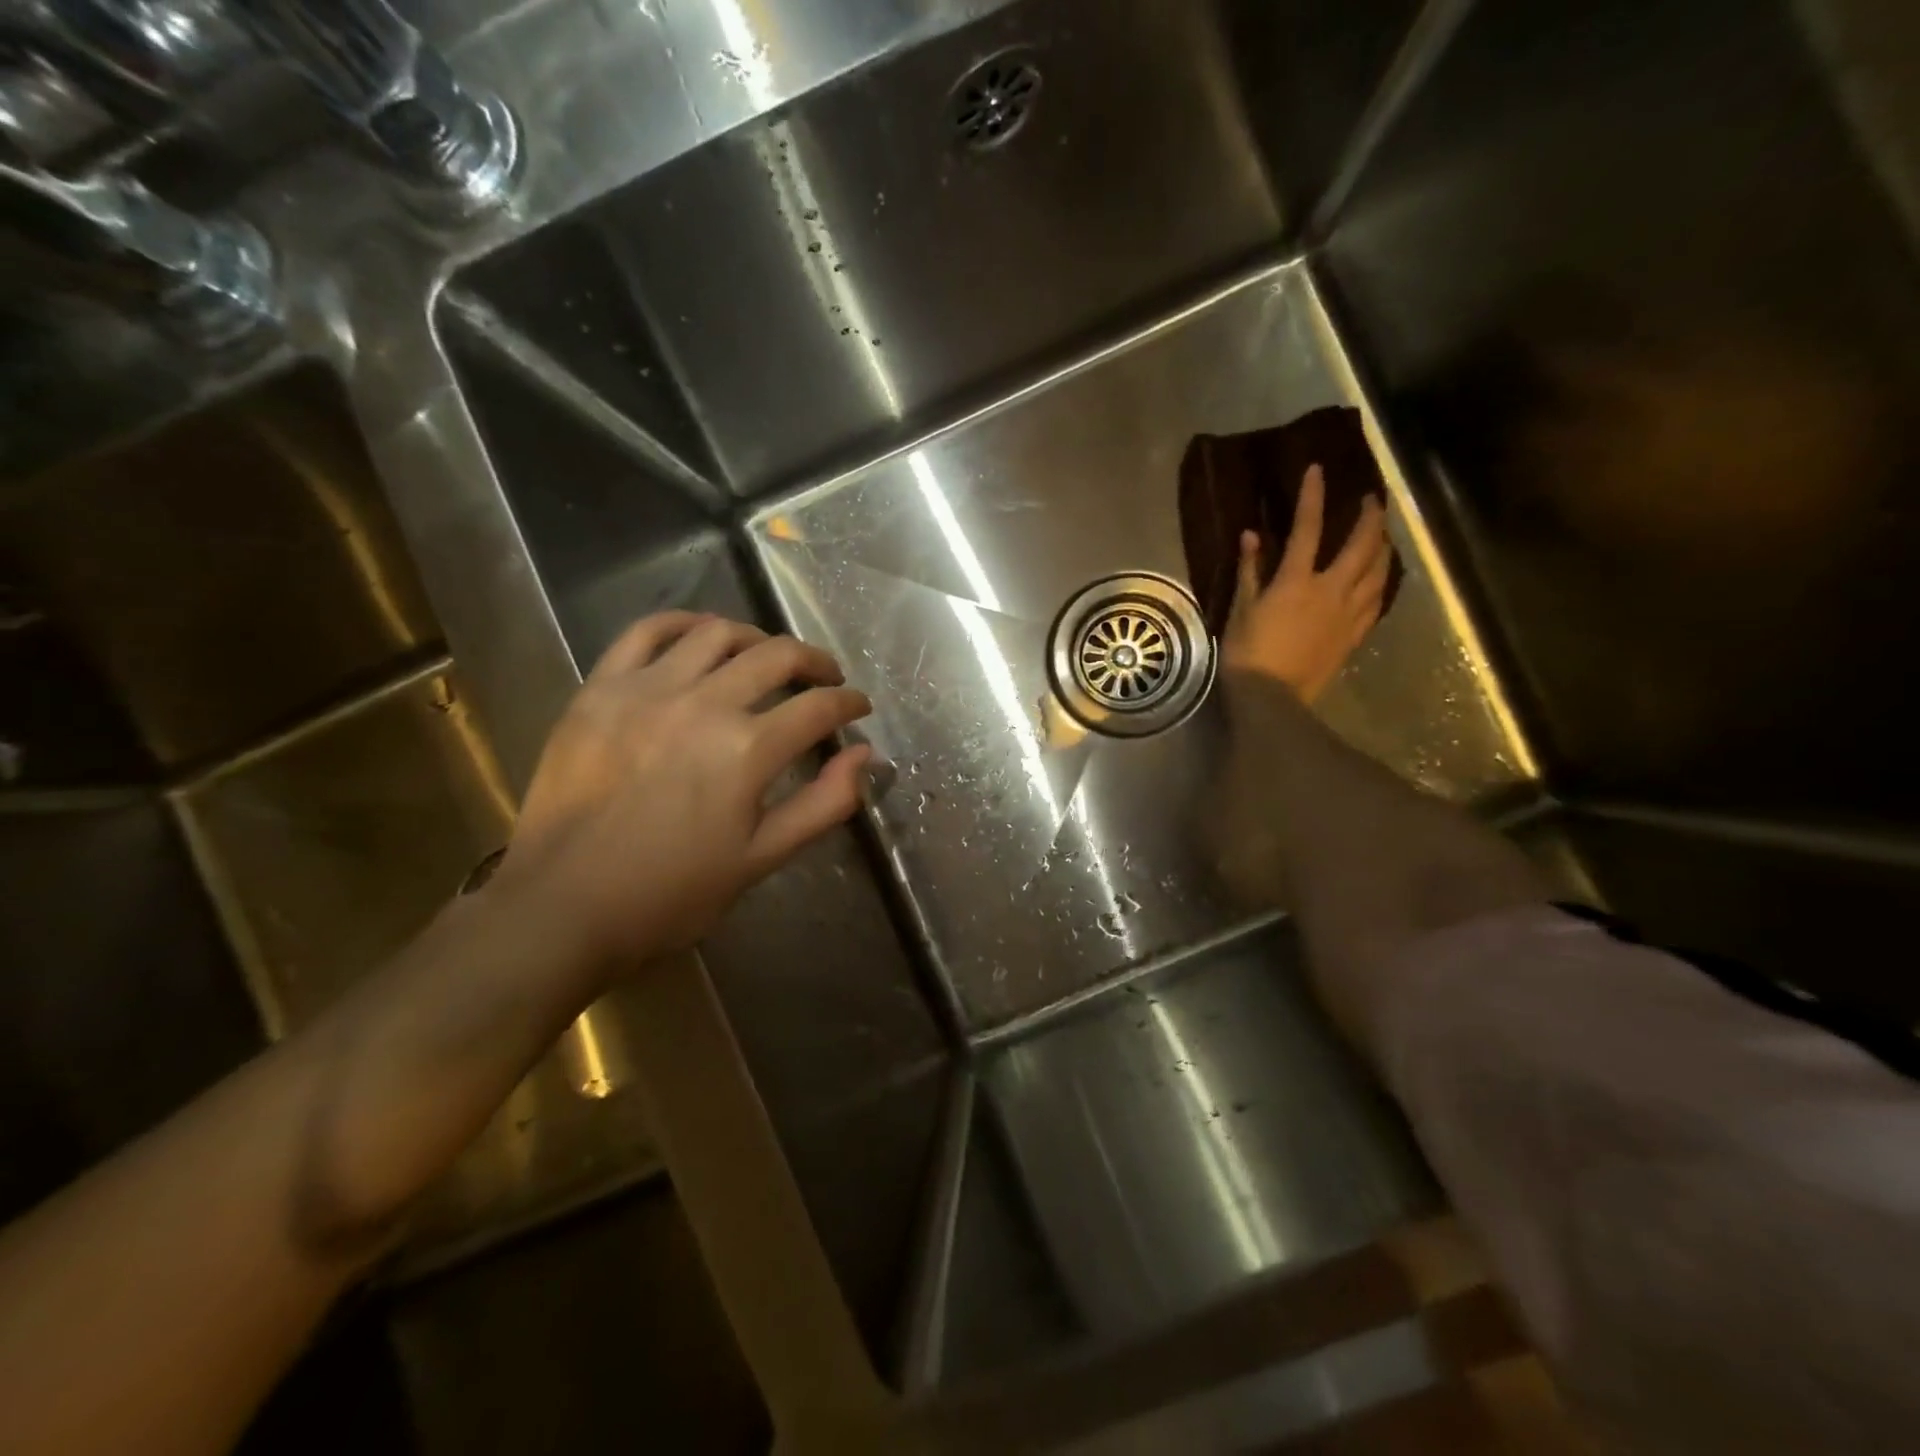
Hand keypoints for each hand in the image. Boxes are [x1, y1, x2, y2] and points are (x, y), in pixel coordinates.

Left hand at [490, 612, 872, 979]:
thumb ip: (824, 803)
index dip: (849, 703)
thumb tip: (864, 754)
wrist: (564, 907)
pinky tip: (700, 634)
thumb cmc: (672, 893)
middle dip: (815, 662)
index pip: (819, 707)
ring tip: (767, 656)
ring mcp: (646, 689)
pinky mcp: (599, 688)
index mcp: (748, 750)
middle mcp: (703, 704)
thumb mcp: (763, 858)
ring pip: (717, 634)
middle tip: (826, 677)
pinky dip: (683, 623)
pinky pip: (645, 632)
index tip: (858, 706)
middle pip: (777, 656)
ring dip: (757, 639)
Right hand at [1221, 465, 1390, 701]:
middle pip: (1361, 545)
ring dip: (1383, 547)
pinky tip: (1381, 578)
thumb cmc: (1247, 653)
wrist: (1272, 697)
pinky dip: (1381, 583)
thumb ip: (1250, 571)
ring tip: (1384, 535)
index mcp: (1297, 581)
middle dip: (1370, 517)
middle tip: (1373, 500)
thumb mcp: (1241, 609)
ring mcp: (1348, 614)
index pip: (1308, 528)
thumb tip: (1251, 536)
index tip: (1318, 469)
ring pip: (1378, 572)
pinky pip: (1376, 602)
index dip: (1313, 496)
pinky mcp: (1354, 635)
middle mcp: (1330, 590)